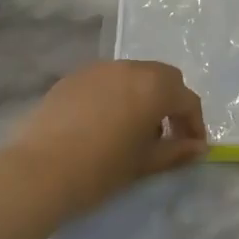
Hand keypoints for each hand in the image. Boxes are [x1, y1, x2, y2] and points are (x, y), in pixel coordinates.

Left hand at [7, 61, 206, 217]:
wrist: (40, 170)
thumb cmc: (101, 168)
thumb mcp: (144, 163)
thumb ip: (176, 151)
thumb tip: (198, 147)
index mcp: (154, 87)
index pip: (187, 100)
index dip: (194, 124)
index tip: (192, 147)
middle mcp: (129, 68)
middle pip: (162, 78)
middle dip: (171, 103)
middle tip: (166, 135)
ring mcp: (99, 69)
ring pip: (133, 75)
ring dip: (143, 96)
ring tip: (133, 130)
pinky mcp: (73, 77)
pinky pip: (106, 80)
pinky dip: (116, 95)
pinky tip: (103, 124)